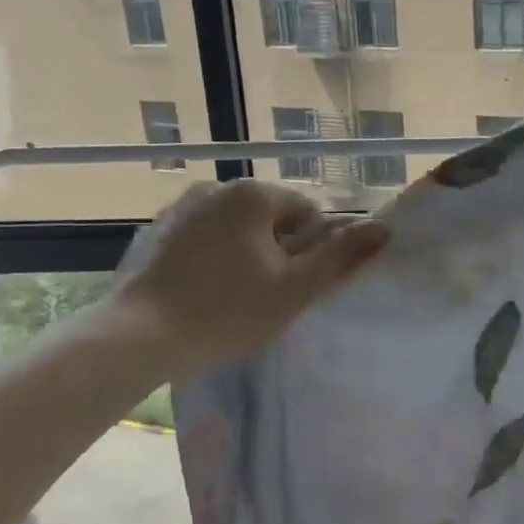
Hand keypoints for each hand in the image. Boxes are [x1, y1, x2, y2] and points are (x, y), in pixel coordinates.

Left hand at [109, 180, 388, 370]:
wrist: (139, 337)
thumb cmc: (228, 311)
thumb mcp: (295, 288)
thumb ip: (341, 256)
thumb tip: (384, 229)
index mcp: (254, 194)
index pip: (309, 212)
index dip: (314, 249)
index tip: (300, 285)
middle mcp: (217, 187)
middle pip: (273, 218)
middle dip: (281, 250)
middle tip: (272, 295)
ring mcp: (182, 207)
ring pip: (238, 228)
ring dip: (250, 254)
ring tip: (239, 297)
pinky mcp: (158, 231)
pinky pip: (206, 238)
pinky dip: (217, 258)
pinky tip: (208, 292)